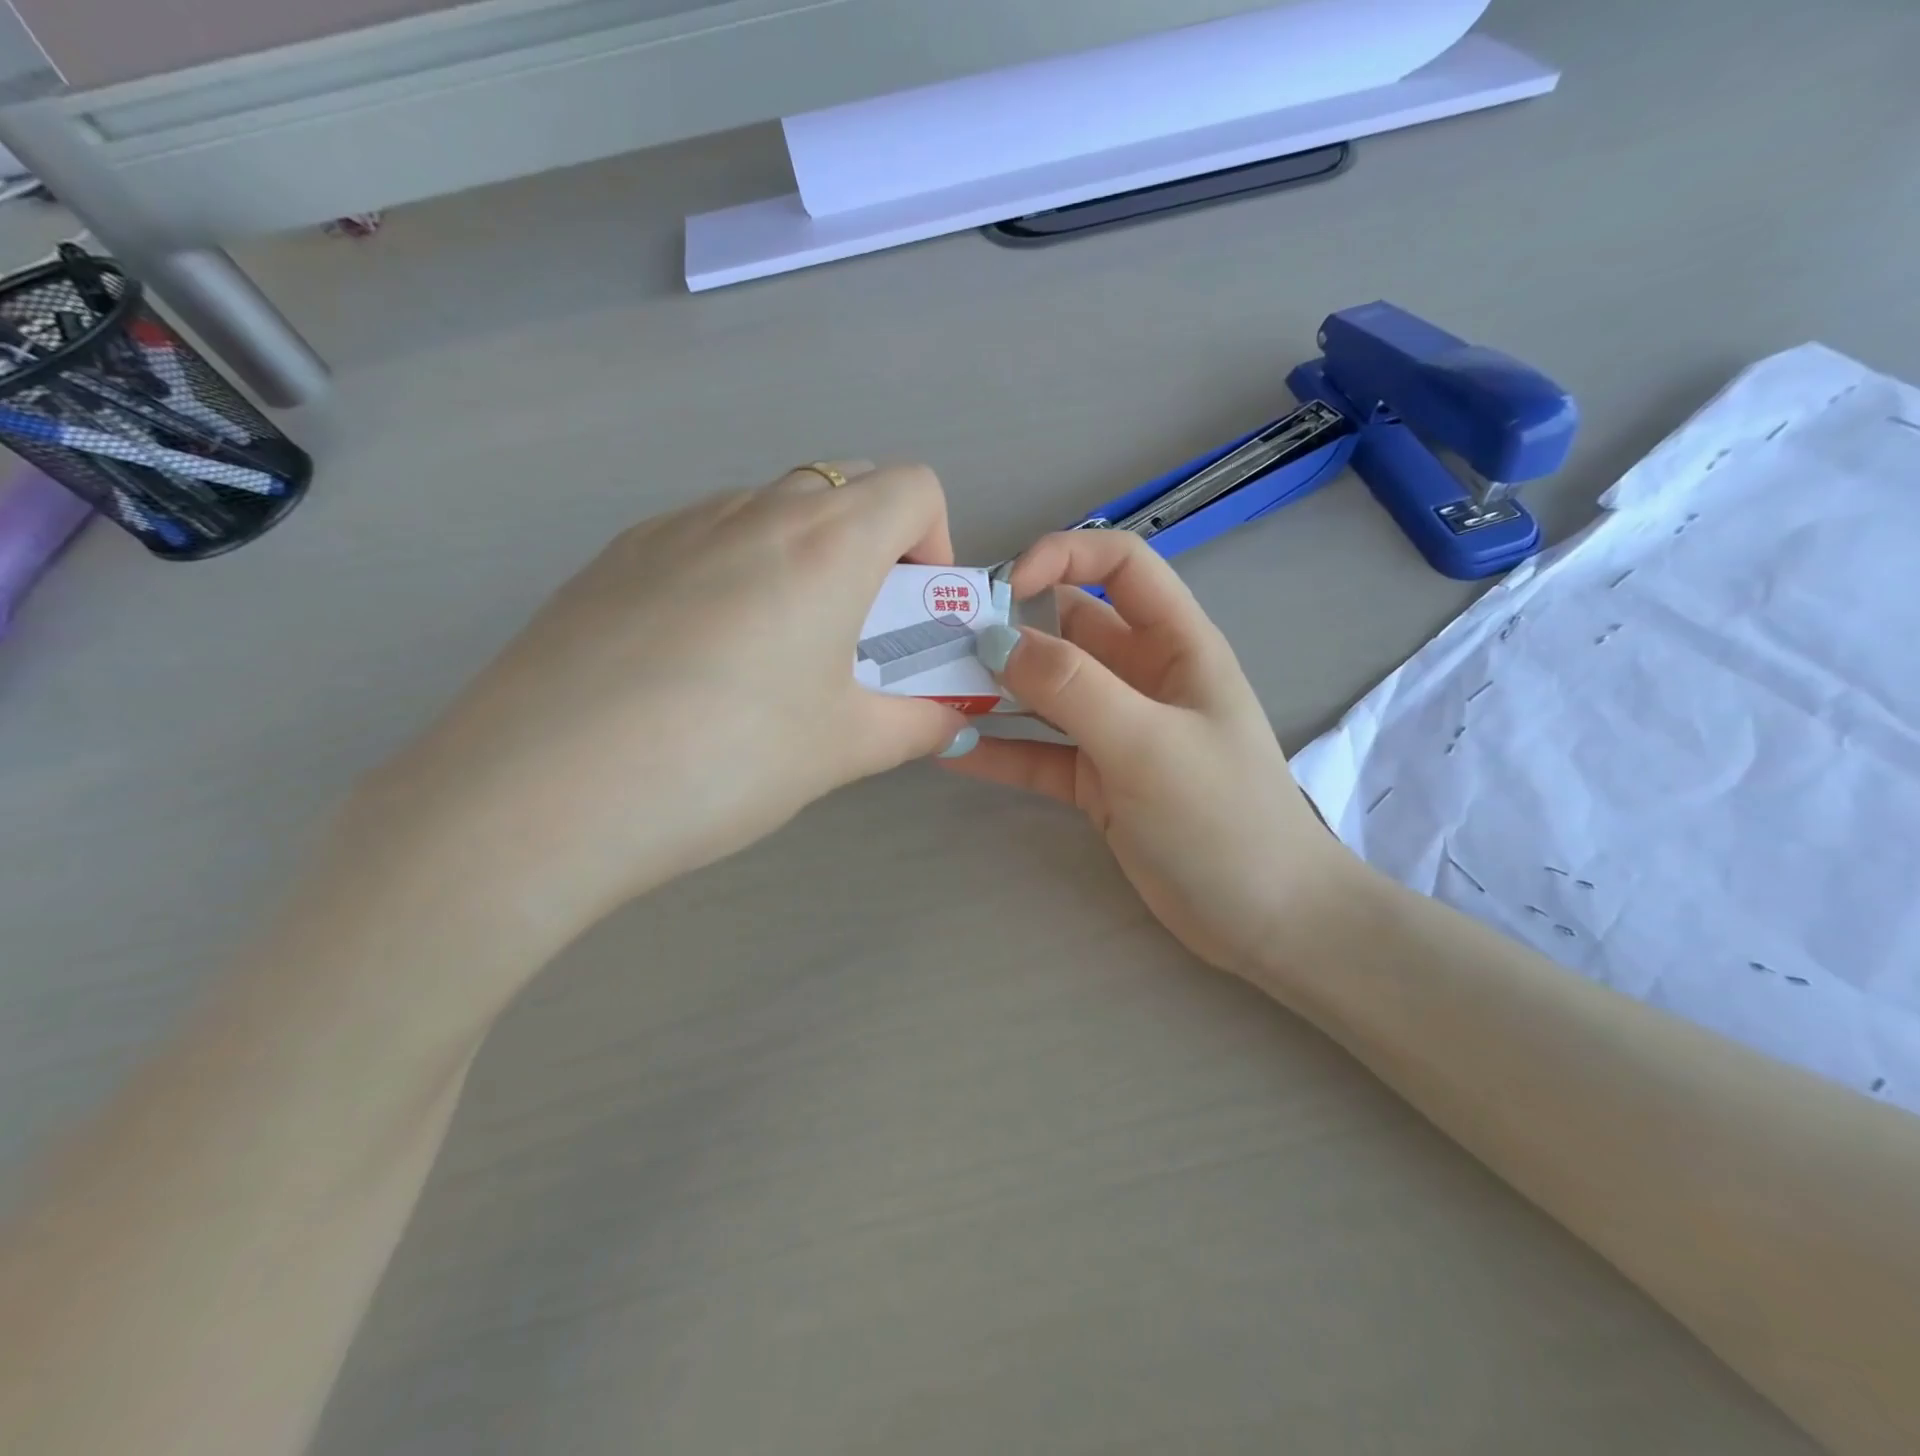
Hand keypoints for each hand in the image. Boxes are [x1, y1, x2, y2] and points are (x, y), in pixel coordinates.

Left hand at [346, 463, 969, 956]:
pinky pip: (701, 536)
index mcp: (826, 545)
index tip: (910, 612)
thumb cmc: (726, 761)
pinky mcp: (613, 555)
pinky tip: (695, 658)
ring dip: (800, 557)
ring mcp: (672, 525)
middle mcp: (751, 511)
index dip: (934, 542)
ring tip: (769, 652)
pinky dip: (732, 570)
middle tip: (851, 634)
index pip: (913, 487)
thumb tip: (949, 720)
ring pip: (768, 508)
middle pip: (844, 486)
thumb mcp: (842, 749)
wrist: (541, 794)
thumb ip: (915, 725)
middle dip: (873, 546)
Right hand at [944, 531, 1355, 977]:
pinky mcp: (1095, 781)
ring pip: (1045, 693)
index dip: (1062, 557)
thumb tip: (995, 640)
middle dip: (1008, 628)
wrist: (1264, 919)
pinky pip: (1038, 753)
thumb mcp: (1148, 743)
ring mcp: (1115, 731)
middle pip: (1068, 629)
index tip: (1003, 589)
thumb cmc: (1222, 817)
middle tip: (941, 642)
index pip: (1120, 565)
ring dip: (994, 691)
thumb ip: (1072, 687)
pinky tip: (949, 750)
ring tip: (930, 692)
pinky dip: (999, 750)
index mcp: (1175, 644)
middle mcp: (1141, 677)